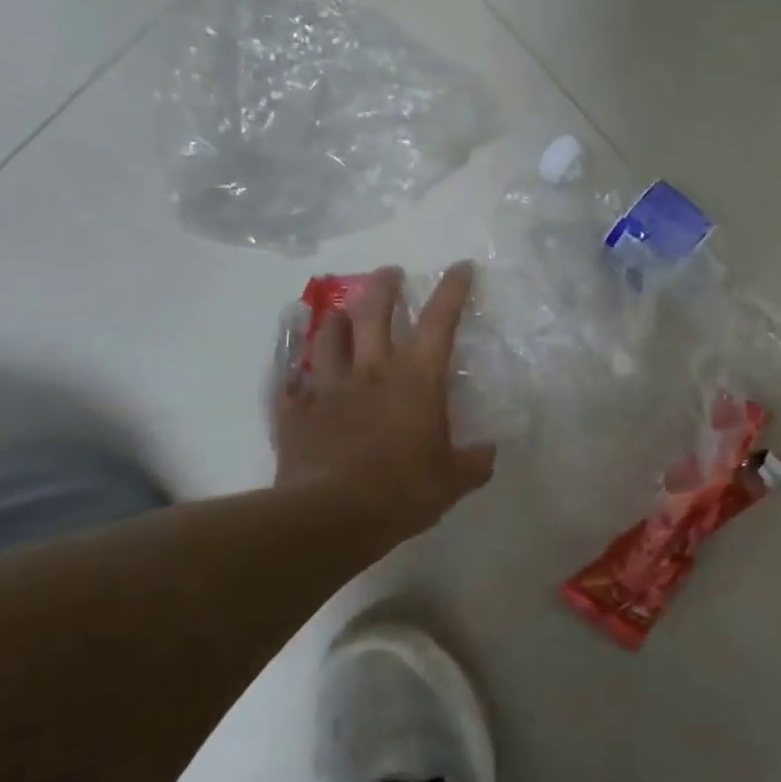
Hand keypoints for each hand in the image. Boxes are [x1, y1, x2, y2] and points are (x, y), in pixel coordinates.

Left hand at [274, 263, 495, 539]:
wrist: (331, 515)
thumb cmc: (403, 490)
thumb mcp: (454, 481)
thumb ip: (474, 462)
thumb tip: (488, 452)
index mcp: (416, 380)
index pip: (440, 322)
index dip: (452, 290)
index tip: (460, 266)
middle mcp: (372, 372)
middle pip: (375, 312)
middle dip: (385, 286)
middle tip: (390, 273)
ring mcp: (329, 389)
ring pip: (329, 338)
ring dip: (338, 320)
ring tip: (341, 314)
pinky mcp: (296, 413)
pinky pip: (292, 385)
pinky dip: (296, 376)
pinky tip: (296, 376)